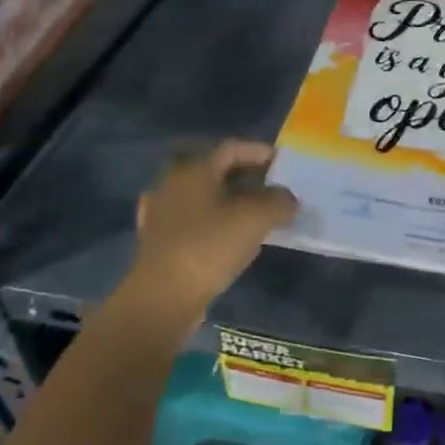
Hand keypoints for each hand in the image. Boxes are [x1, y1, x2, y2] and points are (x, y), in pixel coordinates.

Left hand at [112, 141, 297, 333]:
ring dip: (228, 198)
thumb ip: (280, 201)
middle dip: (243, 174)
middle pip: (214, 169)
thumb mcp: (257, 218)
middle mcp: (172, 182)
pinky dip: (212, 220)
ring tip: (254, 211)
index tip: (282, 163)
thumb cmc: (210, 246)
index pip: (231, 148)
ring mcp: (161, 211)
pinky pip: (192, 218)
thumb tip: (288, 199)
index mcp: (194, 168)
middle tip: (269, 185)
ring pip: (202, 194)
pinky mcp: (157, 239)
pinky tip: (226, 234)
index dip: (259, 152)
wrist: (163, 296)